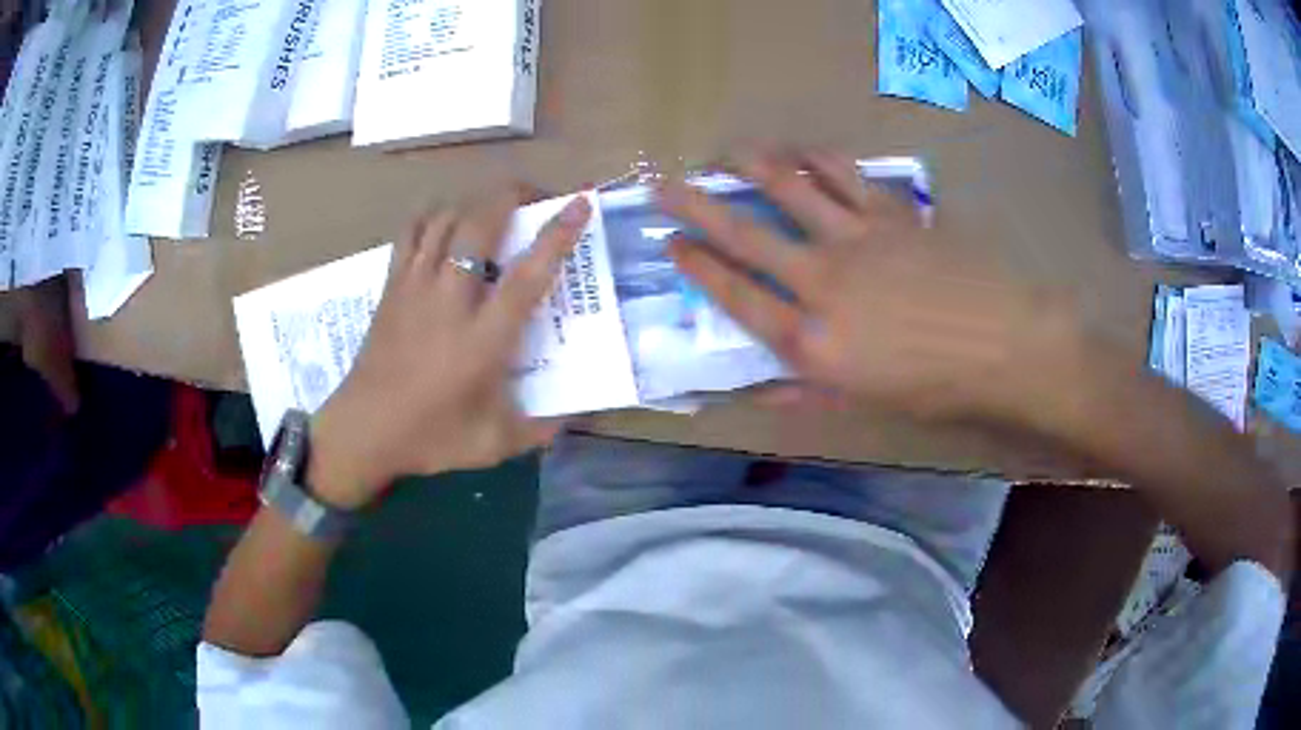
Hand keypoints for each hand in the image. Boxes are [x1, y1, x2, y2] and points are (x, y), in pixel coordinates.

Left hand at [308, 191, 591, 509]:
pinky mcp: (391, 287)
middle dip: (511, 195)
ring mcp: (415, 287)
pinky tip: (444, 222)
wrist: (363, 431)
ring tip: (494, 209)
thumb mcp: (494, 443)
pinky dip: (431, 216)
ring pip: (444, 220)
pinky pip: (410, 233)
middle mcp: (450, 301)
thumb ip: (540, 429)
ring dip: (474, 203)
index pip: (528, 274)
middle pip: (480, 224)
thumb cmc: (430, 438)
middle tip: (535, 196)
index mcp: (483, 339)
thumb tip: (575, 415)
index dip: (557, 234)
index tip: (579, 202)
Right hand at [658, 150, 1077, 423]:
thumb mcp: (865, 403)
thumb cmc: (936, 388)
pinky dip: (819, 160)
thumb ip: (805, 392)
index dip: (698, 267)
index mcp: (812, 339)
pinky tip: (804, 153)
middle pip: (746, 236)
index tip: (672, 245)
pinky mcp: (892, 213)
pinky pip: (846, 175)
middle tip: (664, 186)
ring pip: (791, 189)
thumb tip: (757, 392)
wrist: (1004, 346)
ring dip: (753, 168)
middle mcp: (823, 281)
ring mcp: (857, 238)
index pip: (736, 296)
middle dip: (697, 207)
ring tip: (730, 155)